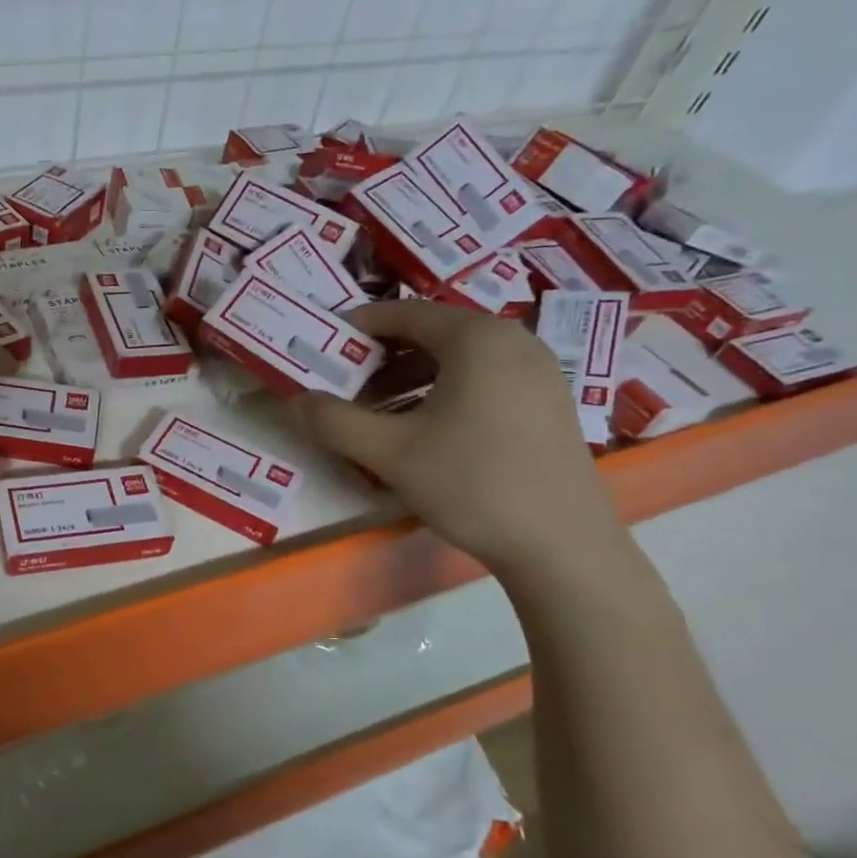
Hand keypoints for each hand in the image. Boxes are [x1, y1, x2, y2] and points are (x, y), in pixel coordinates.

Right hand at [291, 299, 625, 577]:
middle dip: (384, 354)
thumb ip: (334, 421)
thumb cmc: (472, 484)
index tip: (325, 344)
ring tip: (381, 408)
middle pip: (434, 332)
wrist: (562, 545)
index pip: (405, 312)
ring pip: (461, 357)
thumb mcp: (389, 453)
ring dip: (413, 374)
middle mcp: (513, 340)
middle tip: (347, 382)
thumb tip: (295, 401)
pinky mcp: (550, 401)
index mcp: (476, 338)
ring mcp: (540, 370)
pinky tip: (428, 426)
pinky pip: (486, 377)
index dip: (359, 325)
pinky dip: (447, 388)